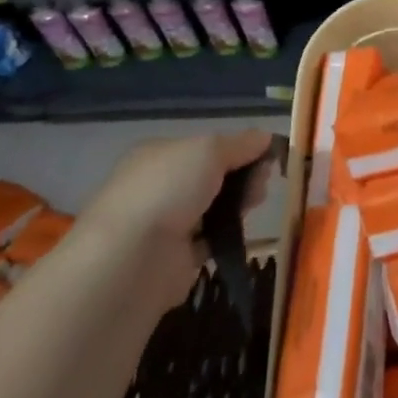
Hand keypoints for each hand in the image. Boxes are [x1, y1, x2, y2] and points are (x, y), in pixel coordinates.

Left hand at [86, 130, 276, 242]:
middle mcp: (158, 187)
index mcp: (158, 154)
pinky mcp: (173, 260)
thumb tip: (265, 137)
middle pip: (211, 177)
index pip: (204, 147)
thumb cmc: (168, 189)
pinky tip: (240, 233)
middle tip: (263, 181)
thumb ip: (240, 143)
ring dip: (237, 204)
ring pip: (213, 208)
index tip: (264, 155)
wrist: (132, 259)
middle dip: (241, 176)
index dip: (236, 149)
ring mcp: (164, 224)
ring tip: (256, 204)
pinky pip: (209, 241)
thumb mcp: (209, 149)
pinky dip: (225, 237)